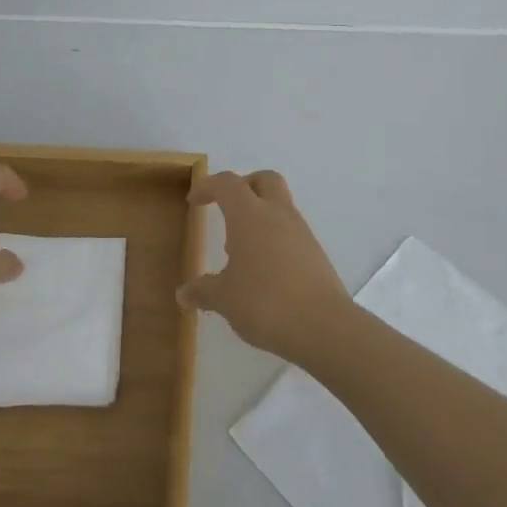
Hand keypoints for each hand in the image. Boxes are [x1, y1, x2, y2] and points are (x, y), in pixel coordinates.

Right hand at [182, 170, 351, 362]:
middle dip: (244, 185)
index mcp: (249, 215)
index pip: (227, 184)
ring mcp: (301, 232)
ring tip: (241, 251)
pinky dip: (275, 238)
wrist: (323, 326)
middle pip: (264, 180)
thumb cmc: (265, 303)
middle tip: (227, 207)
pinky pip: (291, 231)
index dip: (208, 187)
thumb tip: (184, 294)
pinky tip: (264, 270)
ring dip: (260, 215)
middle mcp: (278, 214)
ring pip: (280, 205)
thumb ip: (203, 291)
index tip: (194, 201)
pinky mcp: (315, 252)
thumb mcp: (225, 299)